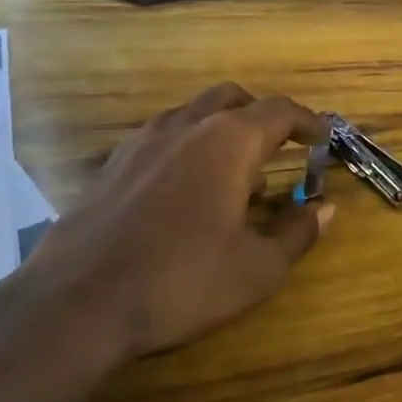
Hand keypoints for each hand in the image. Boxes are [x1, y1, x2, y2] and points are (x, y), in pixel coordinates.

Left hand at [26, 83, 332, 360]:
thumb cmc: (181, 281)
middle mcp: (186, 126)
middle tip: (279, 146)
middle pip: (232, 97)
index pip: (279, 111)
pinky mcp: (111, 166)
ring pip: (192, 114)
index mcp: (229, 141)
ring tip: (233, 175)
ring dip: (221, 130)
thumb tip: (326, 209)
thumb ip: (297, 233)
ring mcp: (142, 142)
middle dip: (261, 115)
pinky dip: (185, 148)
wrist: (75, 304)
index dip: (308, 121)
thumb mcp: (257, 269)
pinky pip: (160, 138)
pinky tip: (183, 191)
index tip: (323, 138)